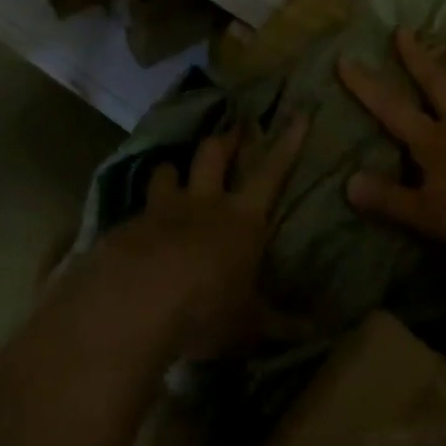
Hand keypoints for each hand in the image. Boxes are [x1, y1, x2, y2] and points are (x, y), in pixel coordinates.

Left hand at [97, 114, 306, 358]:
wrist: (131, 306)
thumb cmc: (204, 310)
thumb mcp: (249, 325)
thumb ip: (282, 324)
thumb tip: (320, 332)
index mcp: (241, 219)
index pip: (272, 172)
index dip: (287, 142)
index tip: (298, 113)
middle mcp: (203, 204)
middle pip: (214, 155)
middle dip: (225, 139)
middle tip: (233, 128)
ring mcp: (160, 211)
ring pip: (168, 172)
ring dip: (174, 170)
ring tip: (175, 171)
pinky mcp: (124, 227)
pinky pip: (135, 211)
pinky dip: (140, 216)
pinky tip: (135, 233)